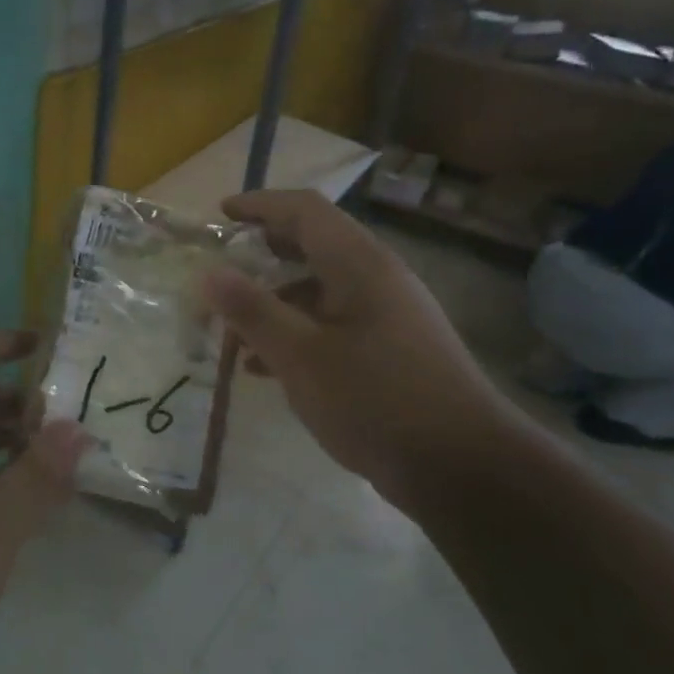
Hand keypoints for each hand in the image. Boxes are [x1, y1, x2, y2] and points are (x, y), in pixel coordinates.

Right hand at [203, 190, 527, 512]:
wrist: (464, 469)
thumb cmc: (376, 401)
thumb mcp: (301, 356)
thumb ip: (252, 311)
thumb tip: (209, 273)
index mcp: (359, 264)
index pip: (305, 210)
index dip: (259, 205)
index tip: (219, 215)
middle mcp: (377, 278)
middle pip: (314, 244)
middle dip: (264, 251)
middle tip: (223, 266)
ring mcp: (388, 315)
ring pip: (321, 289)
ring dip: (275, 299)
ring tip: (232, 328)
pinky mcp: (391, 350)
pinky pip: (333, 323)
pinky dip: (297, 332)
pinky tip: (265, 368)